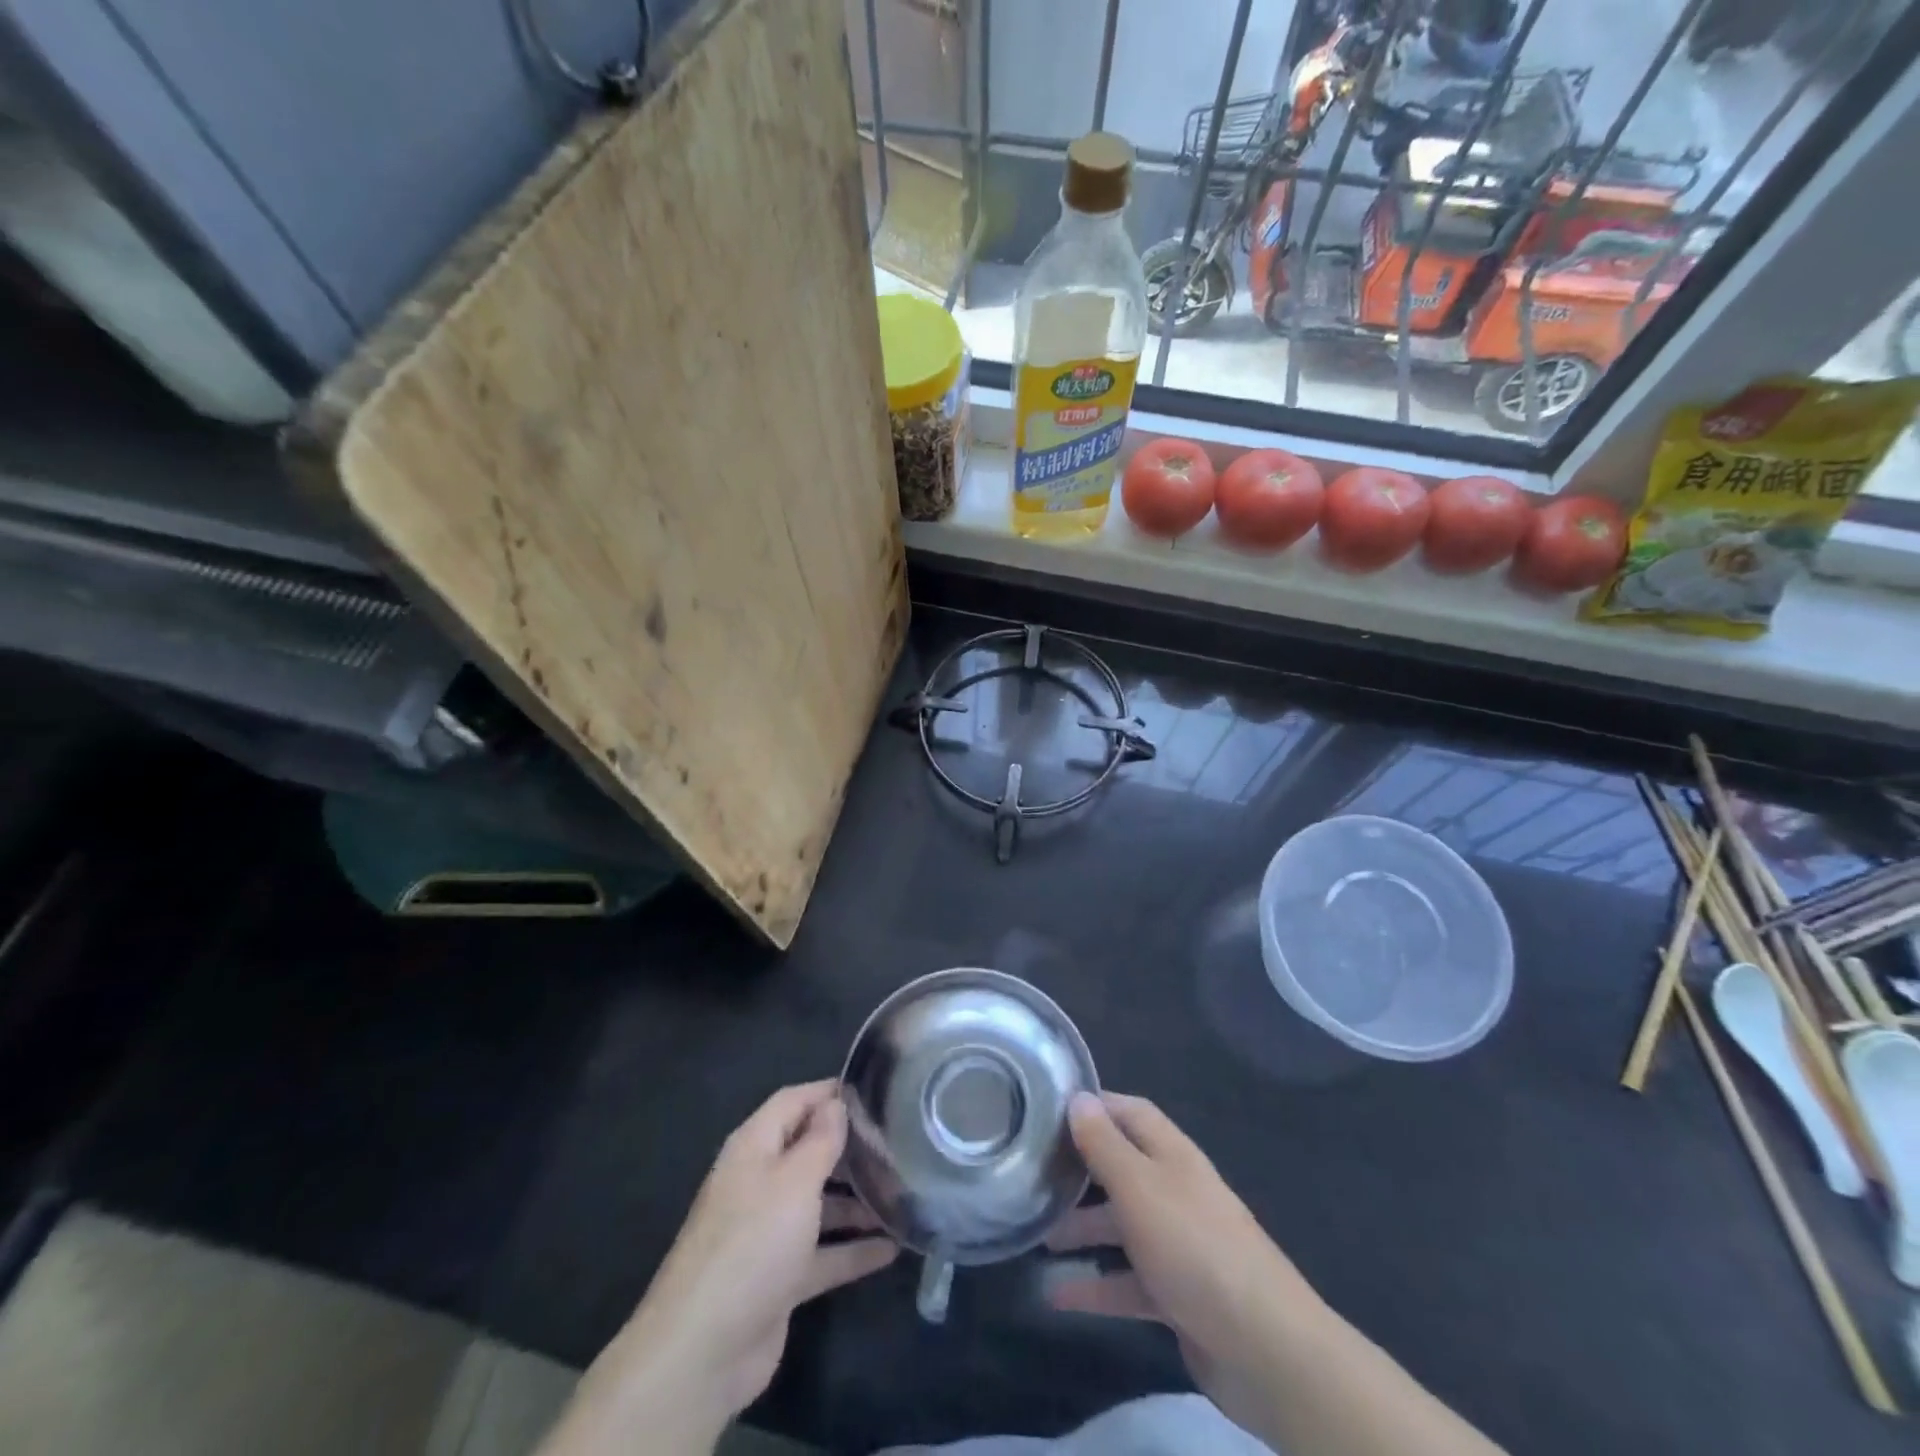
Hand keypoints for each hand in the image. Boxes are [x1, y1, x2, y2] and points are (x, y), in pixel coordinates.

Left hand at [548, 1082, 896, 1455]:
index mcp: (754, 1148)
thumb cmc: (752, 1243)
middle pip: (808, 1151)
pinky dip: (853, 1249)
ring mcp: (768, 1232)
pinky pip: (823, 1253)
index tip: (875, 1091)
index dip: (829, 1093)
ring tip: (903, 1194)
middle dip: (849, 1147)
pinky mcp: (779, 1278)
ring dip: (856, 1200)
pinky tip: (892, 1248)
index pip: (793, 1102)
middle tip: (898, 1143)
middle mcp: (759, 1182)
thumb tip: (836, 1103)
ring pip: (818, 1203)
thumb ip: (820, 1140)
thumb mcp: (794, 1180)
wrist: (703, 1351)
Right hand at [1045, 1091, 1323, 1436]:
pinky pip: (1128, 1282)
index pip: (1130, 1112)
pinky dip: (1096, 1287)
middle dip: (1079, 1171)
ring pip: (1121, 1226)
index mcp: (1172, 1156)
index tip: (1047, 1109)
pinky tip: (1057, 1296)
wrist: (1266, 1349)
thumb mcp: (1139, 1187)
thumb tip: (1078, 1097)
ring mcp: (1179, 1245)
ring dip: (1081, 1229)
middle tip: (1033, 1174)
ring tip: (1037, 1237)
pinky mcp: (1178, 1295)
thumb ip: (1105, 1145)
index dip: (1093, 1106)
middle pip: (1121, 1168)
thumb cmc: (1194, 1247)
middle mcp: (1175, 1191)